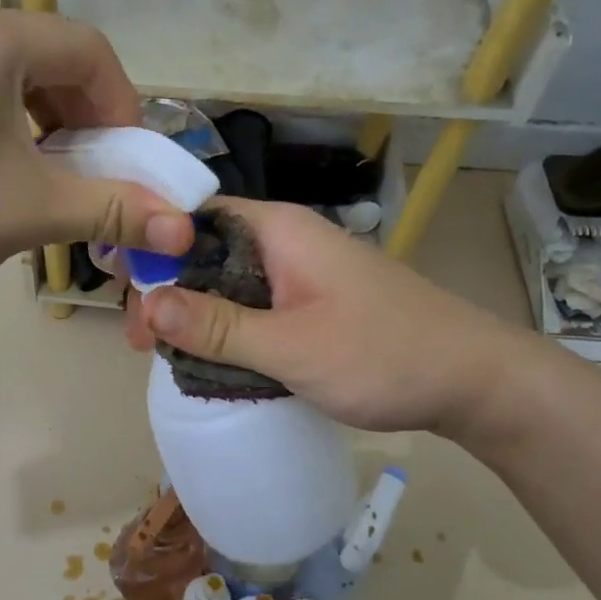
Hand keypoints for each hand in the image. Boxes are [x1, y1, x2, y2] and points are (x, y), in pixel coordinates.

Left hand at [0, 10, 194, 302]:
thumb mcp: (34, 211)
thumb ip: (115, 209)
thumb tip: (185, 229)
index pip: (88, 50)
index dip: (122, 105)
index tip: (126, 158)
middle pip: (45, 55)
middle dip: (81, 112)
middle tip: (88, 167)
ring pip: (2, 70)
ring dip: (39, 116)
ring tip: (40, 170)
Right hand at [131, 199, 541, 436]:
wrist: (474, 382)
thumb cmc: (383, 354)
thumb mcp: (291, 346)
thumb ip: (218, 326)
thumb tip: (148, 302)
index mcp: (278, 230)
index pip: (193, 218)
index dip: (152, 248)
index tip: (125, 294)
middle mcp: (285, 241)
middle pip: (205, 252)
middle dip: (167, 291)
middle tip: (141, 343)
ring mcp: (301, 273)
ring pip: (227, 283)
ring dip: (194, 314)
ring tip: (162, 354)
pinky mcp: (313, 304)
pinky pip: (253, 306)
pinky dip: (226, 329)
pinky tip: (207, 359)